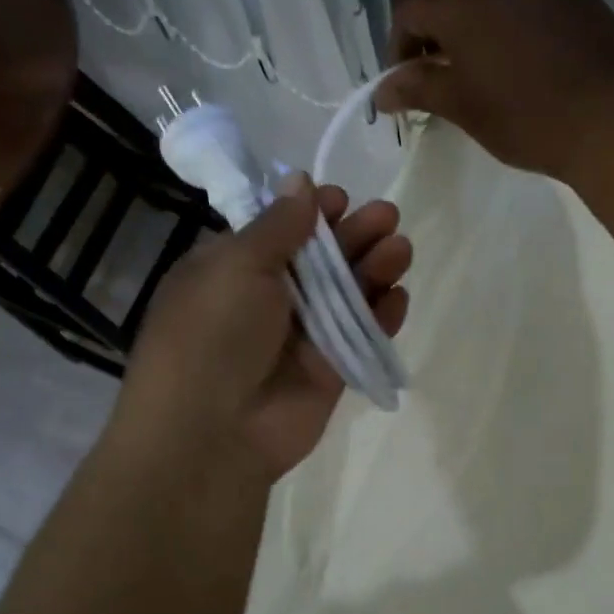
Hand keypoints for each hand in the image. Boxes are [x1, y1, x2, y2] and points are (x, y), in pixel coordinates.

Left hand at [124, 176, 411, 481]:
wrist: (213, 430)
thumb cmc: (213, 334)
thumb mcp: (235, 265)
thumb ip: (278, 226)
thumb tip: (301, 183)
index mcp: (234, 269)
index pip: (281, 231)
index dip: (312, 213)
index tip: (339, 199)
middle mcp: (269, 300)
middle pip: (322, 259)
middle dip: (354, 236)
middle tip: (388, 218)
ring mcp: (302, 337)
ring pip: (347, 295)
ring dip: (374, 269)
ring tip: (400, 250)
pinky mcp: (330, 371)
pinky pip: (361, 336)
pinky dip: (381, 317)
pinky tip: (398, 297)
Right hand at [372, 0, 613, 179]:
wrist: (604, 114)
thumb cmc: (524, 117)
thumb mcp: (463, 107)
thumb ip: (419, 88)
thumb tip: (381, 92)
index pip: (408, 11)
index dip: (399, 47)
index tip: (405, 80)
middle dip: (434, 6)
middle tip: (441, 52)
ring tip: (479, 38)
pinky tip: (518, 36)